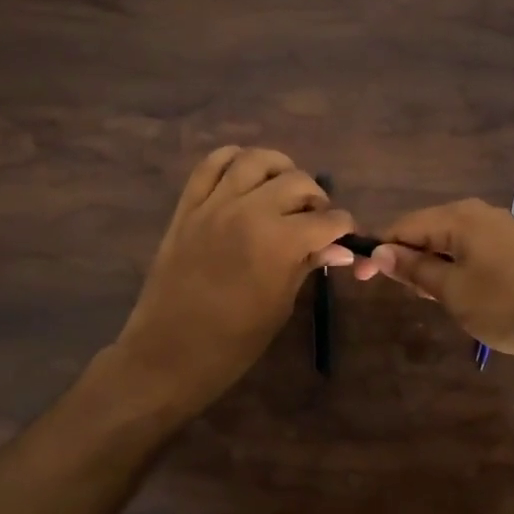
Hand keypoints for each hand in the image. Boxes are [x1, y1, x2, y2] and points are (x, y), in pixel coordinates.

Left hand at [112, 146, 354, 409]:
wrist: (168, 354)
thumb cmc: (232, 343)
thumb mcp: (280, 305)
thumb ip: (307, 266)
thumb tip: (339, 249)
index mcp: (278, 243)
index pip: (326, 220)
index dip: (343, 227)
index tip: (345, 235)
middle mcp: (248, 212)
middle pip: (296, 181)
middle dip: (316, 198)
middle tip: (315, 219)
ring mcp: (213, 205)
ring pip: (255, 160)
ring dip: (279, 169)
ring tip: (283, 190)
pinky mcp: (187, 207)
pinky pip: (210, 165)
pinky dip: (233, 160)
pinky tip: (246, 175)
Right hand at [352, 197, 513, 359]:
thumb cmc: (505, 304)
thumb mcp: (451, 290)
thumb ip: (414, 268)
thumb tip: (379, 252)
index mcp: (459, 217)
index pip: (403, 226)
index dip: (378, 251)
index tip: (359, 279)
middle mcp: (478, 213)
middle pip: (426, 230)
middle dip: (406, 258)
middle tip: (400, 294)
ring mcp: (501, 228)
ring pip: (449, 242)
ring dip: (431, 266)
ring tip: (429, 298)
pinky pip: (471, 250)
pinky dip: (455, 268)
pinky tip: (460, 293)